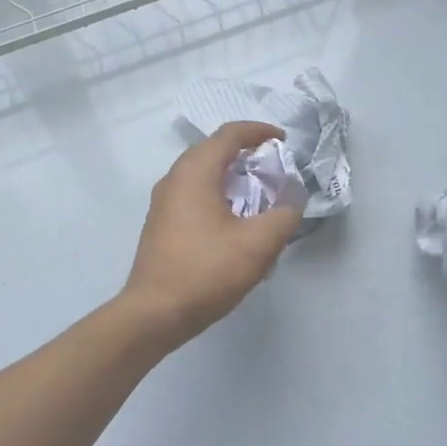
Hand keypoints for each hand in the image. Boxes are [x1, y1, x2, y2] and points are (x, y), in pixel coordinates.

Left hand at [122, 121, 304, 349]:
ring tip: (258, 194)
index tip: (283, 141)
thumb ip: (283, 216)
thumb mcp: (258, 245)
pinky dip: (217, 193)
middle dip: (246, 152)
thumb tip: (292, 201)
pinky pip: (193, 193)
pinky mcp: (161, 223)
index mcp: (195, 172)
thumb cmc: (206, 271)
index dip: (259, 131)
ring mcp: (163, 201)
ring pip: (201, 173)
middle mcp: (174, 178)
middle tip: (274, 167)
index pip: (229, 134)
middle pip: (213, 149)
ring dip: (231, 175)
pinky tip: (233, 220)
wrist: (154, 313)